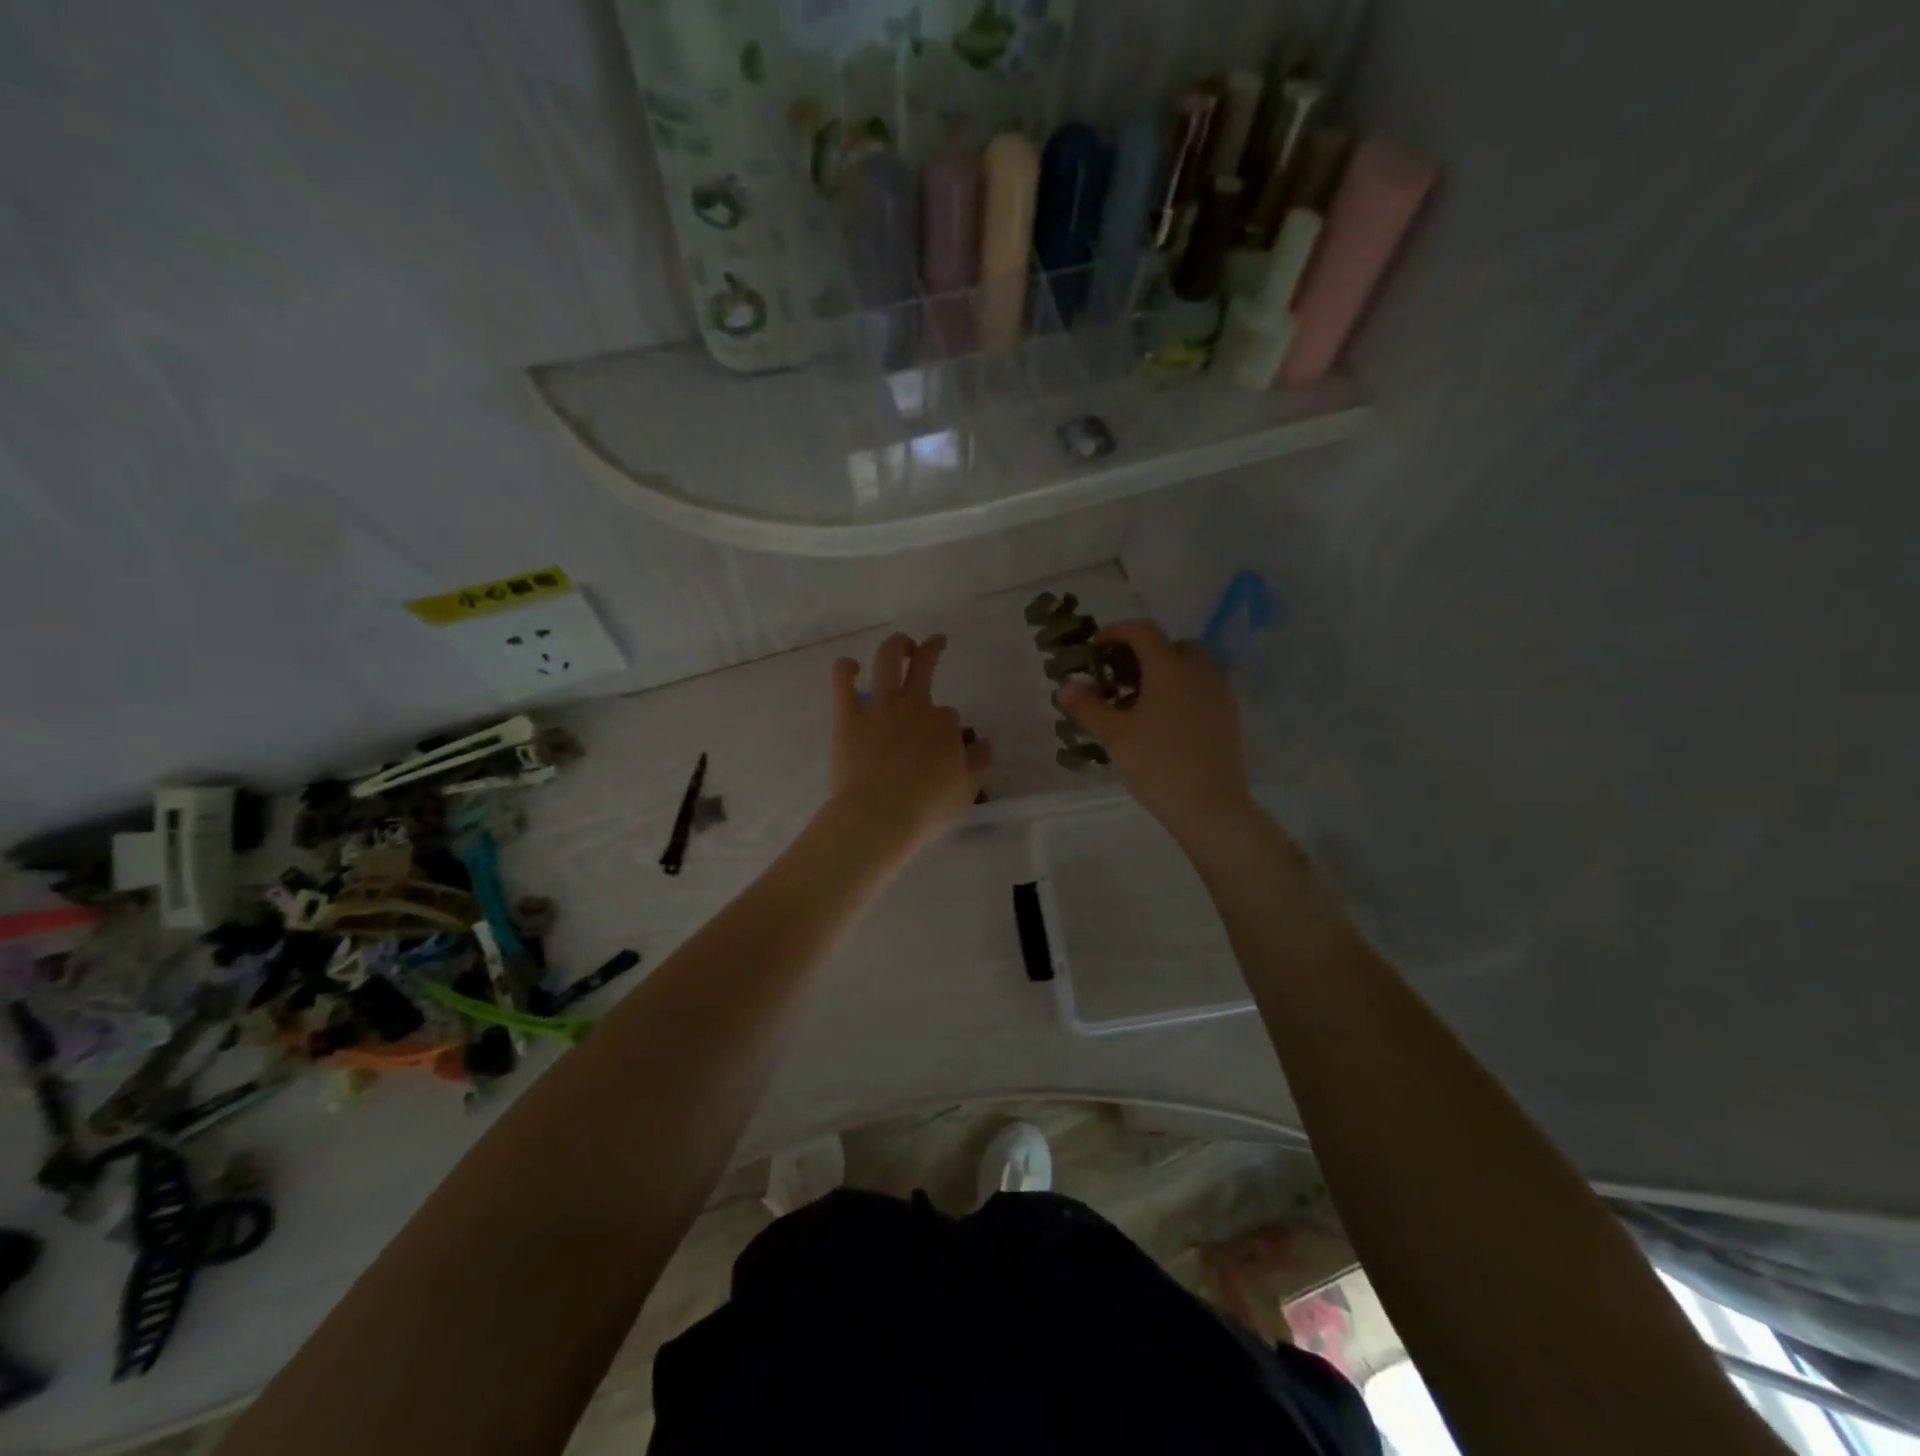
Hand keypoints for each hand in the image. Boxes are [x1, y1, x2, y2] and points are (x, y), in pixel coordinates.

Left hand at [827, 633, 990, 855]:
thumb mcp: (966, 792)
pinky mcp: (848, 717)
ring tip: (901, 643)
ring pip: (888, 660)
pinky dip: (846, 668)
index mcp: (944, 725)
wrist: (878, 817)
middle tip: (936, 642)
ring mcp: (879, 708)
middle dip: (932, 649)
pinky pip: (843, 681)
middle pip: (925, 666)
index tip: (944, 741)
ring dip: (896, 645)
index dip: (948, 726)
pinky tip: (850, 666)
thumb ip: (978, 763)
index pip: (950, 715)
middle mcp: (914, 706)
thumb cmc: (926, 810)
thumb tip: (984, 742)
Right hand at [1056, 620, 1251, 842]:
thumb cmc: (1158, 763)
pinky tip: (1161, 723)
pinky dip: (1179, 692)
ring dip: (1161, 675)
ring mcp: (1218, 692)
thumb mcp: (1114, 734)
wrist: (1211, 805)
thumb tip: (1066, 685)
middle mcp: (1199, 670)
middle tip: (1116, 679)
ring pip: (1187, 668)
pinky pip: (1199, 689)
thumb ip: (1087, 706)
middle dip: (1140, 655)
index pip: (1142, 630)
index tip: (1094, 649)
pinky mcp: (1228, 715)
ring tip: (1136, 704)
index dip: (1115, 632)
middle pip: (1168, 646)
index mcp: (1170, 666)